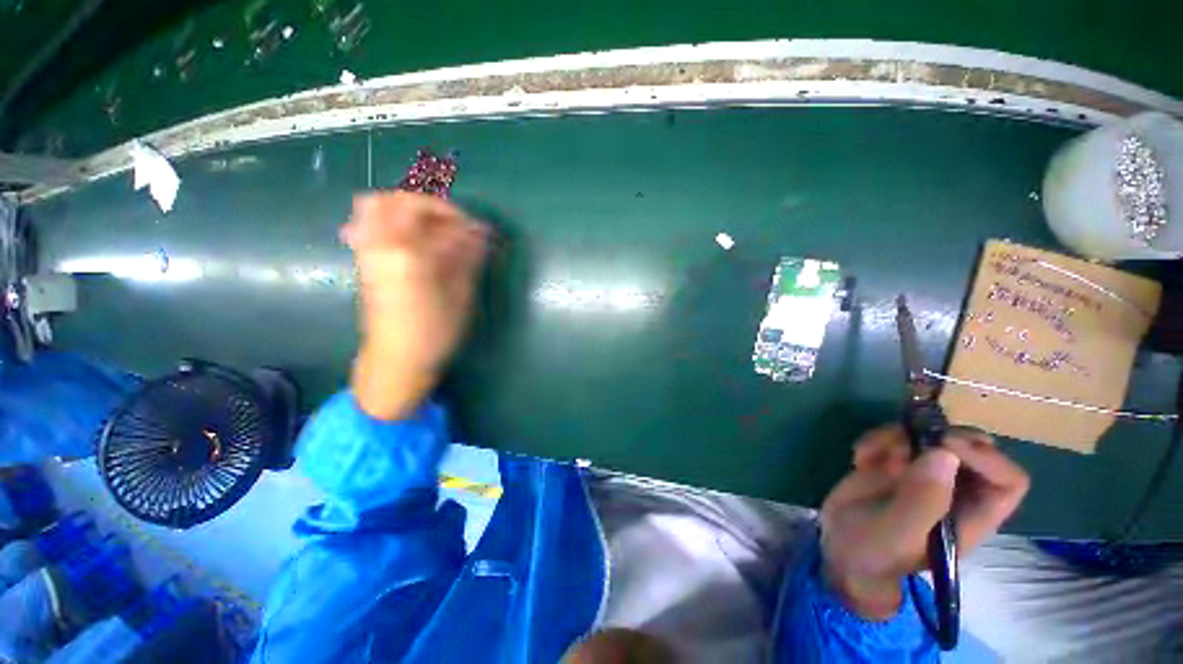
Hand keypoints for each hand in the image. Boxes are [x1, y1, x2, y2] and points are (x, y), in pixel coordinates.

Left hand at [341, 192, 489, 419]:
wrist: (396, 359)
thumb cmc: (435, 332)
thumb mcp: (460, 296)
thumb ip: (467, 258)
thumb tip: (479, 234)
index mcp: (407, 254)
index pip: (433, 217)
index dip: (460, 218)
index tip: (479, 229)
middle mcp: (380, 245)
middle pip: (395, 201)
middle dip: (429, 205)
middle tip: (452, 223)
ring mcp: (367, 251)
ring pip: (374, 207)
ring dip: (405, 208)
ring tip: (431, 227)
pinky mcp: (363, 261)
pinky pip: (366, 224)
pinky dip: (388, 220)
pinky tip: (408, 238)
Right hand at [819, 425, 1028, 618]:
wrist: (841, 548)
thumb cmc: (874, 552)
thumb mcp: (896, 533)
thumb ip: (922, 500)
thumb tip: (945, 455)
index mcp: (972, 516)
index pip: (1007, 481)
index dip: (984, 458)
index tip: (941, 445)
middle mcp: (957, 491)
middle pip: (974, 447)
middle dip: (938, 436)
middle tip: (903, 440)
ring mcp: (926, 475)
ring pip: (931, 436)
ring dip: (896, 437)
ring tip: (866, 457)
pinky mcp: (898, 463)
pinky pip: (897, 436)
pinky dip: (876, 439)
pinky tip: (859, 458)